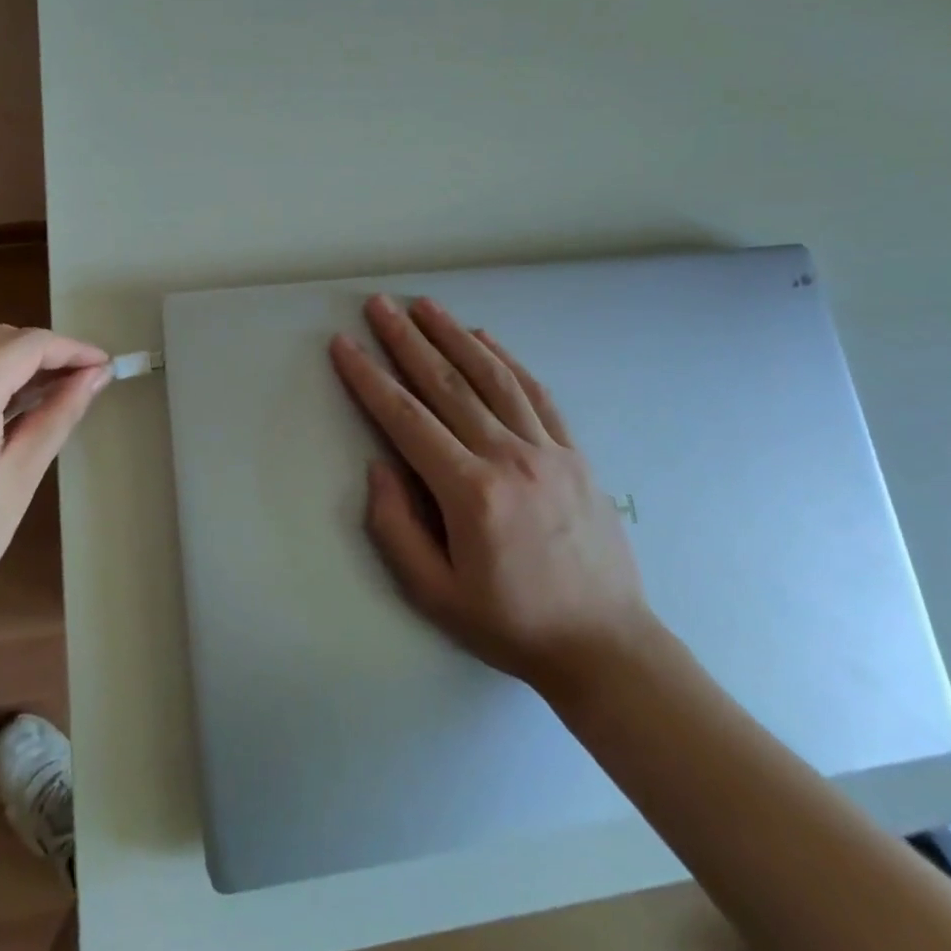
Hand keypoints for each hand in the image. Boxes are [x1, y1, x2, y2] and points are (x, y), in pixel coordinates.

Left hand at [0, 325, 109, 655]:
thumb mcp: (19, 477)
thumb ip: (58, 414)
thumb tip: (95, 376)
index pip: (25, 346)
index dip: (71, 349)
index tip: (103, 365)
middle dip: (42, 353)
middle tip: (81, 381)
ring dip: (9, 366)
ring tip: (48, 395)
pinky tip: (0, 413)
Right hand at [329, 295, 656, 700]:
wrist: (605, 646)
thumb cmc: (510, 624)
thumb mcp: (435, 593)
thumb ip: (395, 528)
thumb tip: (379, 466)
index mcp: (470, 493)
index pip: (406, 419)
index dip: (369, 378)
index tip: (344, 344)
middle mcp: (509, 458)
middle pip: (447, 384)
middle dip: (407, 340)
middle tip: (379, 305)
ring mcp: (547, 450)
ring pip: (492, 377)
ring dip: (454, 335)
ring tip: (425, 305)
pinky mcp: (574, 453)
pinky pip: (535, 393)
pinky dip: (506, 359)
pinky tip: (483, 338)